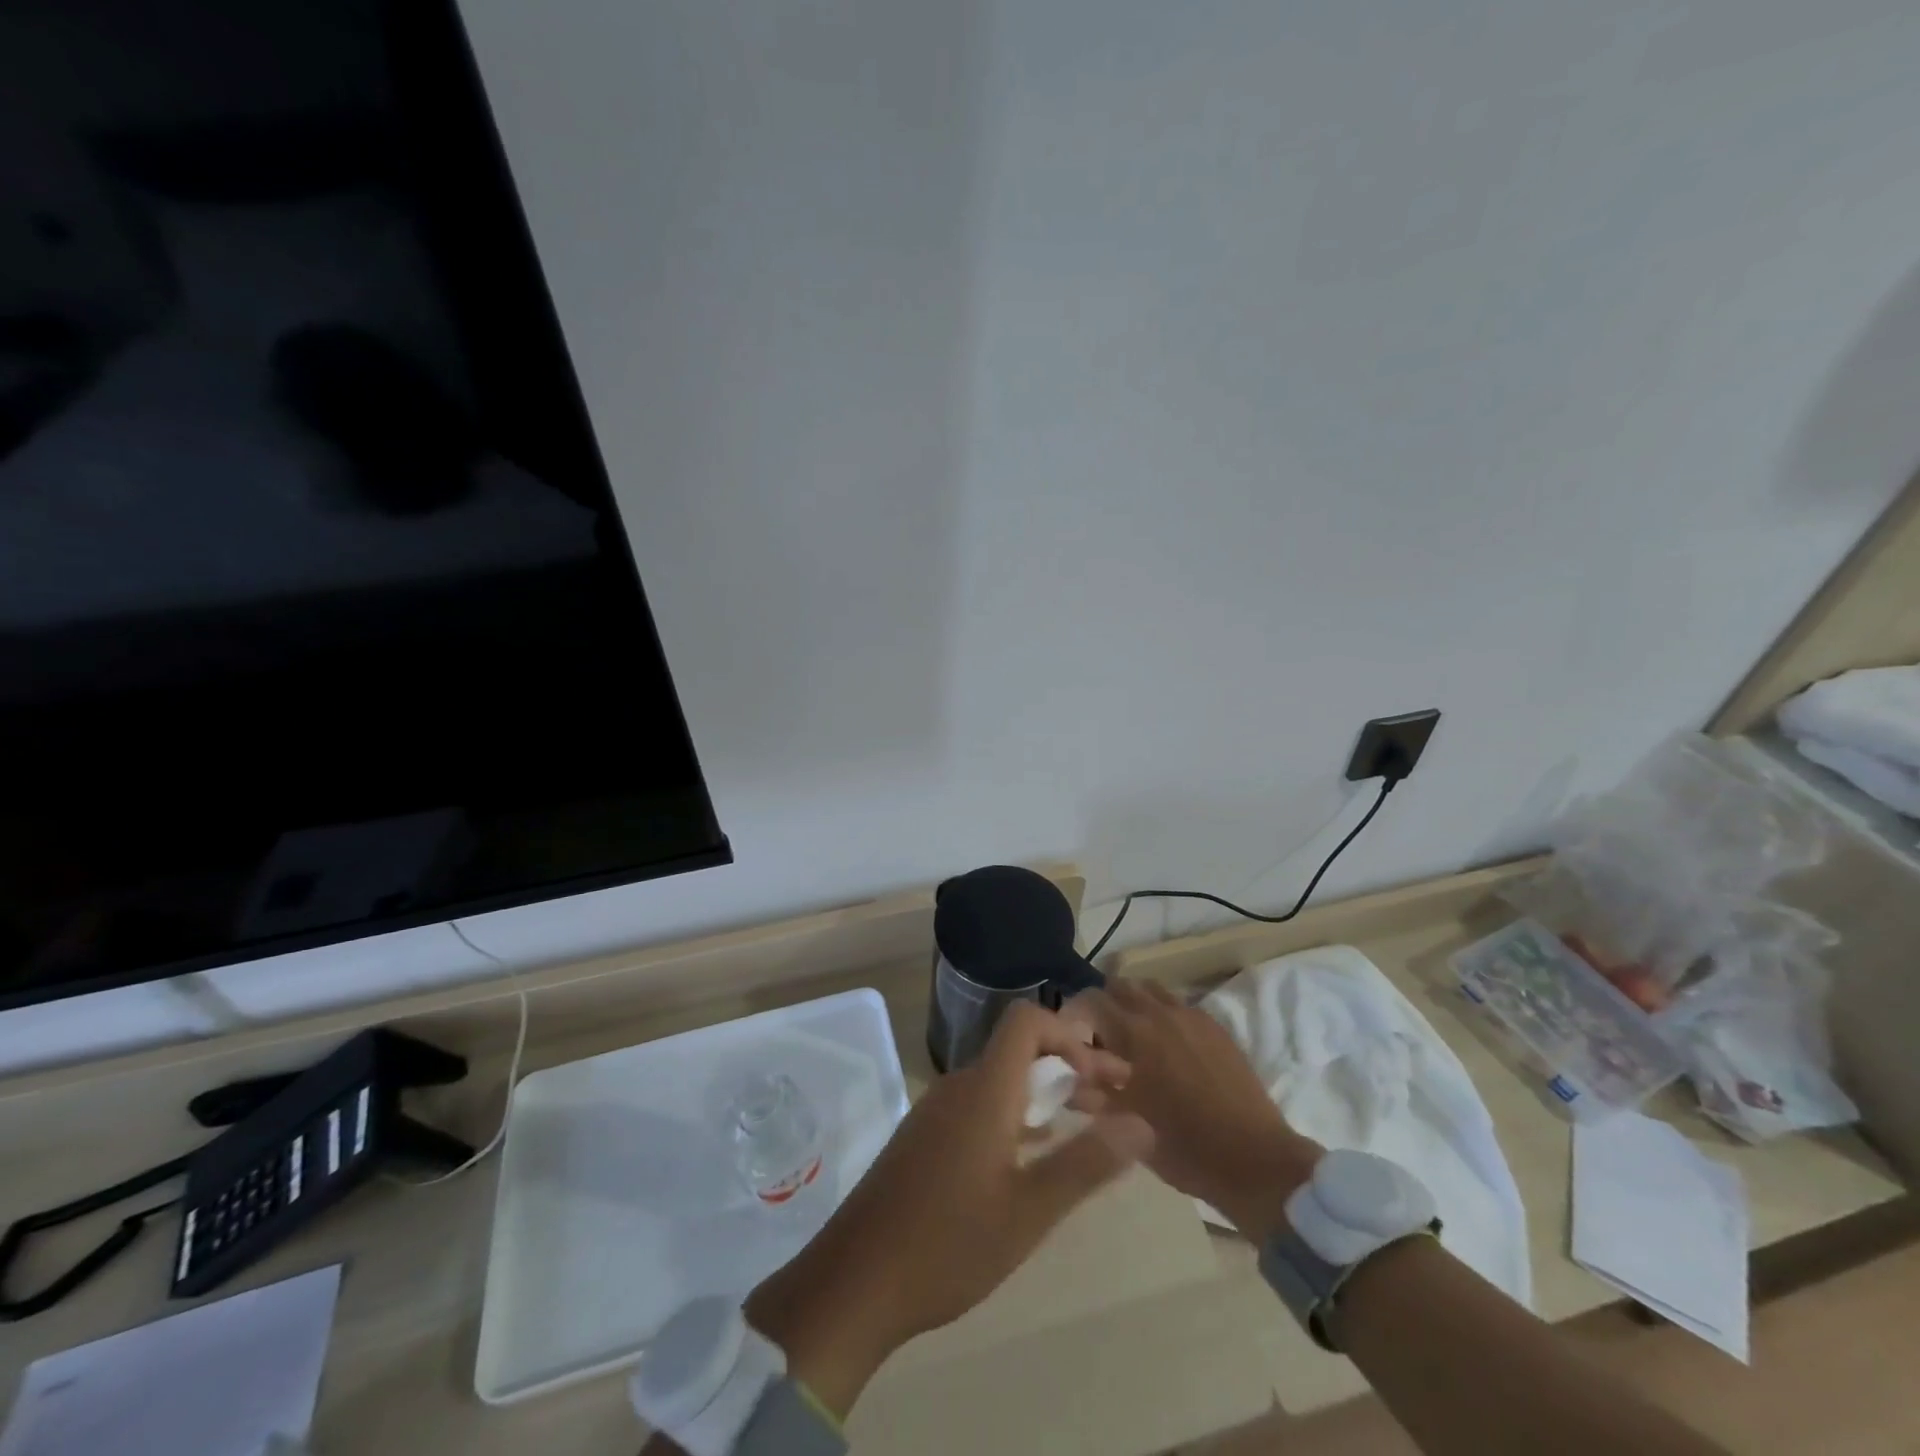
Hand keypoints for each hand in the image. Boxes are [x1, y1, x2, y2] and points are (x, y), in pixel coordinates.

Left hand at [745, 1001, 1151, 1417]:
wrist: (855, 1281)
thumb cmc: (948, 1244)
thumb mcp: (1029, 1211)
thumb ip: (1086, 1163)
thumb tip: (1142, 1124)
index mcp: (984, 1089)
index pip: (1026, 1021)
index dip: (1068, 1033)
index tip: (1103, 1075)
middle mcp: (959, 1087)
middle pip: (1019, 1051)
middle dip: (1070, 1067)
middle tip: (1116, 1101)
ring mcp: (937, 1112)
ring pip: (1001, 1080)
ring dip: (1045, 1093)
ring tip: (1086, 1127)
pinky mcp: (925, 1138)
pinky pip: (980, 1105)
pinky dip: (1016, 1114)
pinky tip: (1034, 1154)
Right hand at [1070, 979, 1321, 1237]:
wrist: (1255, 1160)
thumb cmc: (1184, 1147)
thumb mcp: (1127, 1127)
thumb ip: (1092, 1096)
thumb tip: (1068, 1081)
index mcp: (1133, 1033)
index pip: (1090, 1000)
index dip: (1074, 1013)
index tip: (1070, 1036)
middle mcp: (1160, 1013)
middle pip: (1121, 985)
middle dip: (1104, 1004)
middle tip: (1099, 1037)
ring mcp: (1192, 1016)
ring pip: (1151, 990)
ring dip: (1135, 1005)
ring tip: (1132, 1037)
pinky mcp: (1216, 1027)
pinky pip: (1179, 1005)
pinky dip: (1163, 1015)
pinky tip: (1167, 1047)